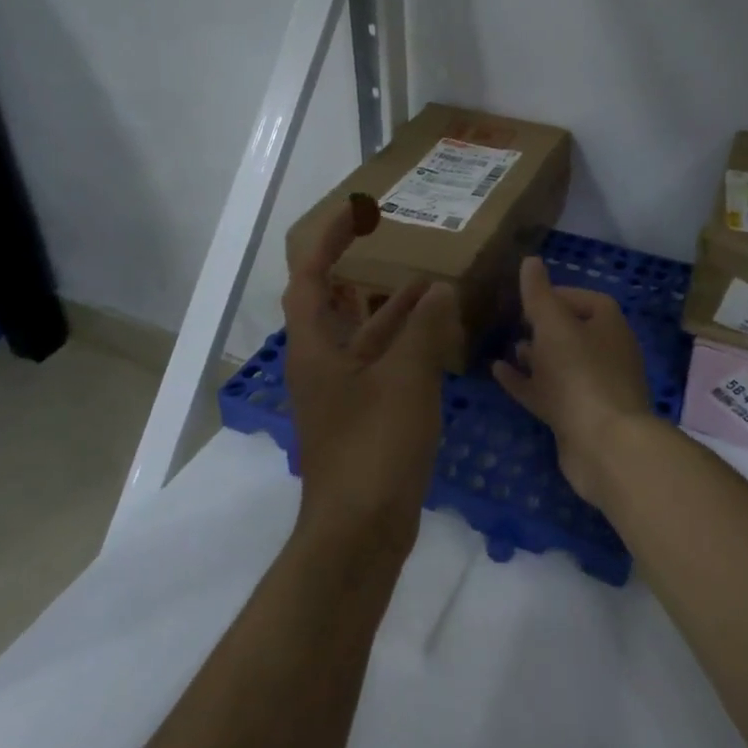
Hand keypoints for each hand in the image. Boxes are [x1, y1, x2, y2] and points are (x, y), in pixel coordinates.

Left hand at [283, 195, 457, 561]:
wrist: (361, 532)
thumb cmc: (374, 447)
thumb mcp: (405, 379)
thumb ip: (423, 329)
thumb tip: (439, 290)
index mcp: (315, 349)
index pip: (308, 278)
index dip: (328, 241)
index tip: (356, 214)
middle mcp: (321, 366)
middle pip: (333, 306)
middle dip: (360, 273)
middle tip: (394, 247)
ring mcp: (341, 395)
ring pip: (363, 338)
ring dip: (391, 311)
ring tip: (430, 286)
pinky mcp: (363, 419)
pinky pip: (381, 367)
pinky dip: (405, 347)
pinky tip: (437, 340)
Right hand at [492, 256, 662, 508]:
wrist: (604, 445)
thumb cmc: (580, 373)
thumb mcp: (553, 325)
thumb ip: (538, 294)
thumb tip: (530, 260)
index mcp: (609, 326)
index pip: (586, 299)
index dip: (557, 294)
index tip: (527, 296)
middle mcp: (607, 353)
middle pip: (573, 332)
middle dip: (544, 326)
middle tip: (513, 321)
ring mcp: (593, 388)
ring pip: (560, 365)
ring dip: (535, 355)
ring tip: (507, 346)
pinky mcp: (578, 417)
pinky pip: (548, 393)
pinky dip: (525, 382)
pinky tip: (497, 372)